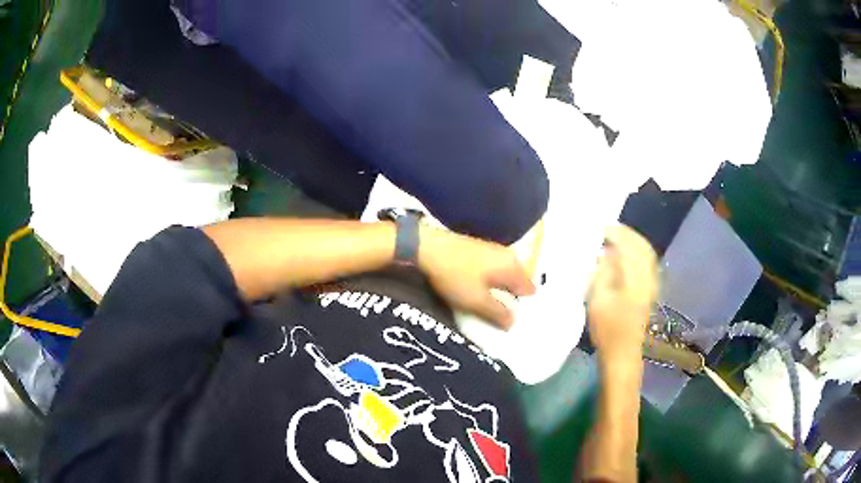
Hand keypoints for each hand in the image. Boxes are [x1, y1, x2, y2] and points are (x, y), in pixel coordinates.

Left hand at [418, 225, 534, 328]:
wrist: (426, 247)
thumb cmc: (455, 275)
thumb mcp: (477, 301)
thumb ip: (498, 313)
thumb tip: (514, 323)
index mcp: (513, 266)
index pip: (530, 290)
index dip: (525, 307)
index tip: (517, 322)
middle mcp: (508, 255)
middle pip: (518, 283)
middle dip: (512, 300)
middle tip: (503, 319)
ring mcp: (493, 250)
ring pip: (504, 277)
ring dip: (500, 292)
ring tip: (490, 309)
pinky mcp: (479, 250)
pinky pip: (493, 271)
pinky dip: (490, 283)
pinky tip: (480, 292)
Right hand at [588, 225, 657, 360]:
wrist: (622, 353)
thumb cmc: (608, 329)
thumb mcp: (599, 299)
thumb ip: (604, 271)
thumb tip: (606, 251)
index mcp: (638, 278)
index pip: (631, 246)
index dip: (616, 234)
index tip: (600, 228)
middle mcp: (649, 277)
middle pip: (642, 247)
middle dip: (626, 234)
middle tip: (607, 229)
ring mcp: (651, 284)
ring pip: (645, 254)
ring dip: (631, 243)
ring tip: (613, 239)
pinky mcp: (648, 291)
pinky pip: (645, 263)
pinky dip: (634, 253)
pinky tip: (621, 256)